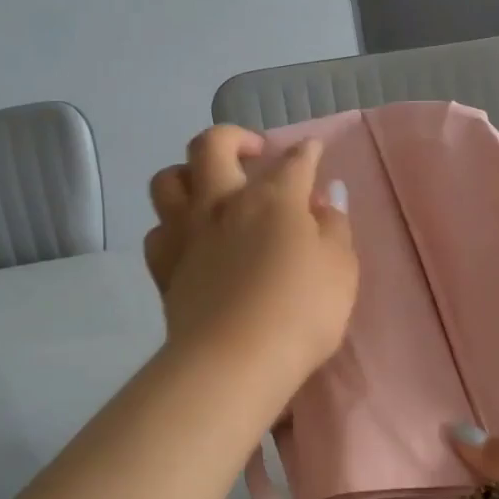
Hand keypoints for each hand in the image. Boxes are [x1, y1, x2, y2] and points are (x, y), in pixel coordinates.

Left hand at [144, 126, 357, 395]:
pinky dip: (172, 227)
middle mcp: (222, 203)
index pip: (293, 161)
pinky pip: (157, 231)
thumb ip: (334, 226)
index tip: (312, 150)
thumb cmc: (301, 312)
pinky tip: (189, 239)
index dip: (306, 152)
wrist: (235, 360)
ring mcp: (186, 233)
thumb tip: (324, 197)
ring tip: (208, 188)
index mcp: (272, 198)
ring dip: (188, 173)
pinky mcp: (164, 267)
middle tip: (252, 153)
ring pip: (168, 180)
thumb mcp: (341, 268)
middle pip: (211, 145)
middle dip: (233, 137)